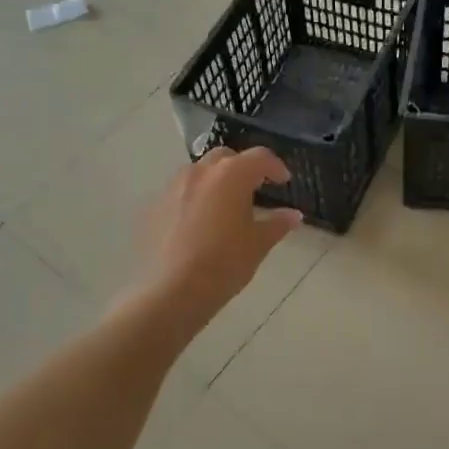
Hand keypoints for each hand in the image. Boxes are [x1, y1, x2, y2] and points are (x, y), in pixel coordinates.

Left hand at [131, 147, 301, 330]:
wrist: (171, 291)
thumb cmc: (224, 264)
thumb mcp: (258, 245)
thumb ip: (278, 224)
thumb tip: (294, 215)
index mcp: (231, 175)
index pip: (259, 157)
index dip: (275, 167)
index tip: (283, 181)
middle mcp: (200, 172)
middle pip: (226, 158)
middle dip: (242, 168)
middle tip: (254, 189)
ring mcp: (173, 187)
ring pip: (199, 173)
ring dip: (216, 181)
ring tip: (225, 206)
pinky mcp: (154, 206)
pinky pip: (180, 193)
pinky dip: (195, 199)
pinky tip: (200, 225)